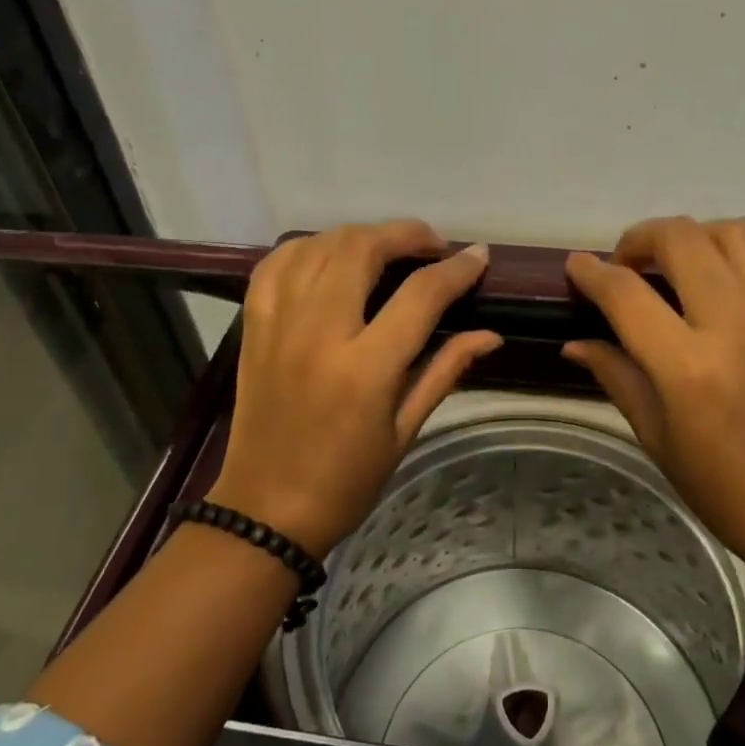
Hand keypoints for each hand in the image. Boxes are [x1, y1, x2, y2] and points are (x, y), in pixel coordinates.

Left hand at [205, 221, 500, 557]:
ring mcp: (278, 325)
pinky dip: (308, 248)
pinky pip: (276, 264)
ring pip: (319, 246)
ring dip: (360, 236)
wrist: (265, 510)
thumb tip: (490, 333)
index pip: (420, 295)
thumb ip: (446, 370)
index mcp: (364, 369)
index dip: (456, 269)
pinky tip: (330, 255)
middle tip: (433, 246)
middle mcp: (318, 333)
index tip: (479, 257)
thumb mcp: (405, 430)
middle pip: (362, 249)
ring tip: (387, 249)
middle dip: (406, 235)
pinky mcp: (254, 327)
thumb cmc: (346, 480)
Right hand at [562, 217, 744, 582]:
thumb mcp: (657, 439)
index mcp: (687, 366)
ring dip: (704, 235)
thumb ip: (617, 378)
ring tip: (689, 260)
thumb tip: (576, 343)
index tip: (577, 268)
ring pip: (743, 233)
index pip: (625, 294)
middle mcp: (737, 325)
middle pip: (682, 240)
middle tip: (629, 265)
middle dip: (641, 239)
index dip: (591, 274)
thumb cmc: (727, 490)